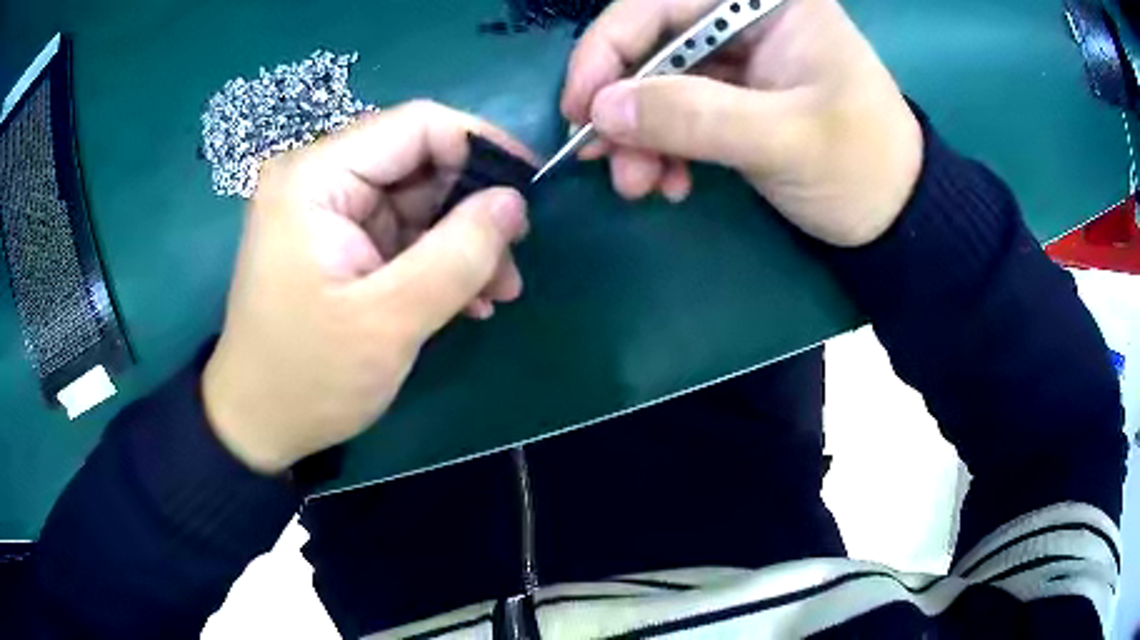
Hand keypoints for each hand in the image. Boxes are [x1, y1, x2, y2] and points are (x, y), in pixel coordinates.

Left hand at [202, 101, 532, 473]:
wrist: (258, 424)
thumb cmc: (308, 377)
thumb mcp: (388, 322)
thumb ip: (457, 255)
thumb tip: (514, 202)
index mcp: (316, 177)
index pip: (417, 125)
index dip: (482, 146)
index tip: (530, 189)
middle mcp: (319, 178)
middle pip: (419, 161)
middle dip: (473, 207)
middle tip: (512, 260)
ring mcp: (328, 210)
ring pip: (418, 200)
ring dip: (462, 242)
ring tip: (498, 292)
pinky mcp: (338, 241)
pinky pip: (402, 232)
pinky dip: (437, 261)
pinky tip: (467, 300)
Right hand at [562, 0, 922, 246]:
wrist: (895, 217)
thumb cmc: (861, 168)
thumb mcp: (785, 141)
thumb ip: (695, 117)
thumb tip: (602, 110)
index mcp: (768, 1)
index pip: (662, 3)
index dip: (609, 48)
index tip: (581, 107)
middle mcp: (745, 15)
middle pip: (653, 41)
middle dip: (626, 103)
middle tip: (605, 159)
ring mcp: (739, 55)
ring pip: (659, 79)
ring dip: (640, 133)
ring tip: (641, 185)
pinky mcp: (735, 93)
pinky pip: (678, 108)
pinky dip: (663, 146)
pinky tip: (670, 181)